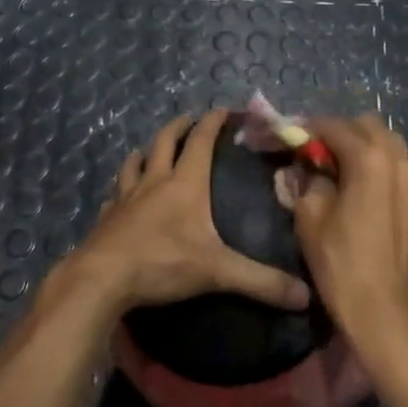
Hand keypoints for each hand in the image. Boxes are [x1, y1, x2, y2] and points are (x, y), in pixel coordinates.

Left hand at [67, 110, 311, 316]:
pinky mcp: (107, 217)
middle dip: (179, 127)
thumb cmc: (162, 263)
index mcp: (184, 183)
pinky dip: (121, 189)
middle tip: (188, 120)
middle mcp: (154, 181)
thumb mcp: (217, 272)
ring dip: (145, 152)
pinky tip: (120, 197)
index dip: (213, 123)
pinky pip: (115, 195)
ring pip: (135, 163)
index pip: (201, 141)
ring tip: (149, 150)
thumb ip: (260, 281)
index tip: (223, 110)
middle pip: (165, 142)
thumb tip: (305, 296)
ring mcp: (126, 197)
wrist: (102, 278)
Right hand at [292, 115, 407, 346]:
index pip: (334, 126)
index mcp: (369, 158)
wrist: (385, 313)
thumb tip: (307, 168)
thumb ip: (306, 180)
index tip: (292, 139)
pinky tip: (358, 186)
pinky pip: (395, 163)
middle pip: (366, 125)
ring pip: (385, 141)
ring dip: (360, 145)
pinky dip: (376, 163)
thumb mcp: (310, 218)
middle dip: (339, 132)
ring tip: (337, 169)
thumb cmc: (342, 263)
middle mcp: (397, 158)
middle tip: (316, 154)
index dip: (309, 129)